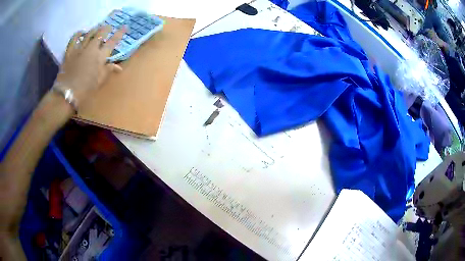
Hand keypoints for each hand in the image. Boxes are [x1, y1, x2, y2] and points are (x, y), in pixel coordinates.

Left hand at [54, 25, 126, 107]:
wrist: (66, 95)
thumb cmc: (85, 91)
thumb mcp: (99, 82)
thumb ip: (108, 71)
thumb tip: (119, 67)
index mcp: (100, 57)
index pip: (112, 42)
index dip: (119, 33)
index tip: (125, 27)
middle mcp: (91, 49)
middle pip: (100, 34)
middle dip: (106, 29)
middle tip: (108, 27)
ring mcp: (79, 49)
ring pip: (89, 34)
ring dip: (94, 30)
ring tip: (97, 28)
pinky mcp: (69, 52)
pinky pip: (74, 39)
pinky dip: (78, 34)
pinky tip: (81, 32)